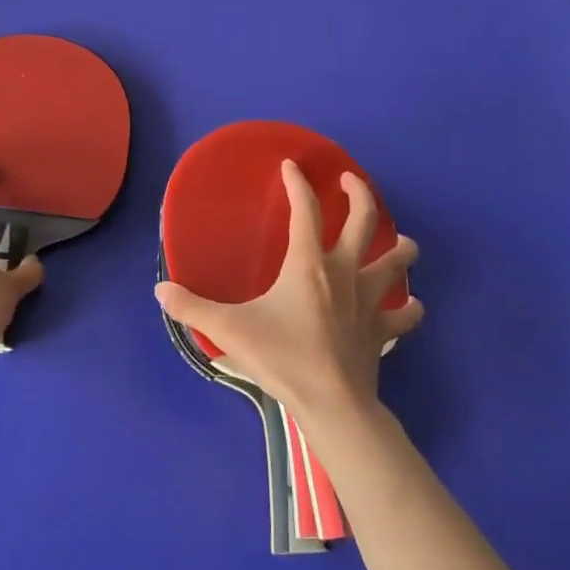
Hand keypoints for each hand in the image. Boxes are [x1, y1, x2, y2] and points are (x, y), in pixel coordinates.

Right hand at [156, 161, 421, 425]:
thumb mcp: (229, 330)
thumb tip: (160, 291)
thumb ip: (192, 308)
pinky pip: (406, 313)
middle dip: (359, 193)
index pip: (305, 209)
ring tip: (399, 240)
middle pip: (364, 219)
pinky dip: (409, 306)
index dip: (298, 183)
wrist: (332, 403)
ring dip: (400, 246)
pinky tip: (409, 305)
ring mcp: (370, 299)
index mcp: (309, 264)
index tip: (291, 166)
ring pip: (397, 260)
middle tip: (350, 181)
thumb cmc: (282, 358)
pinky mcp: (384, 329)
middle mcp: (345, 271)